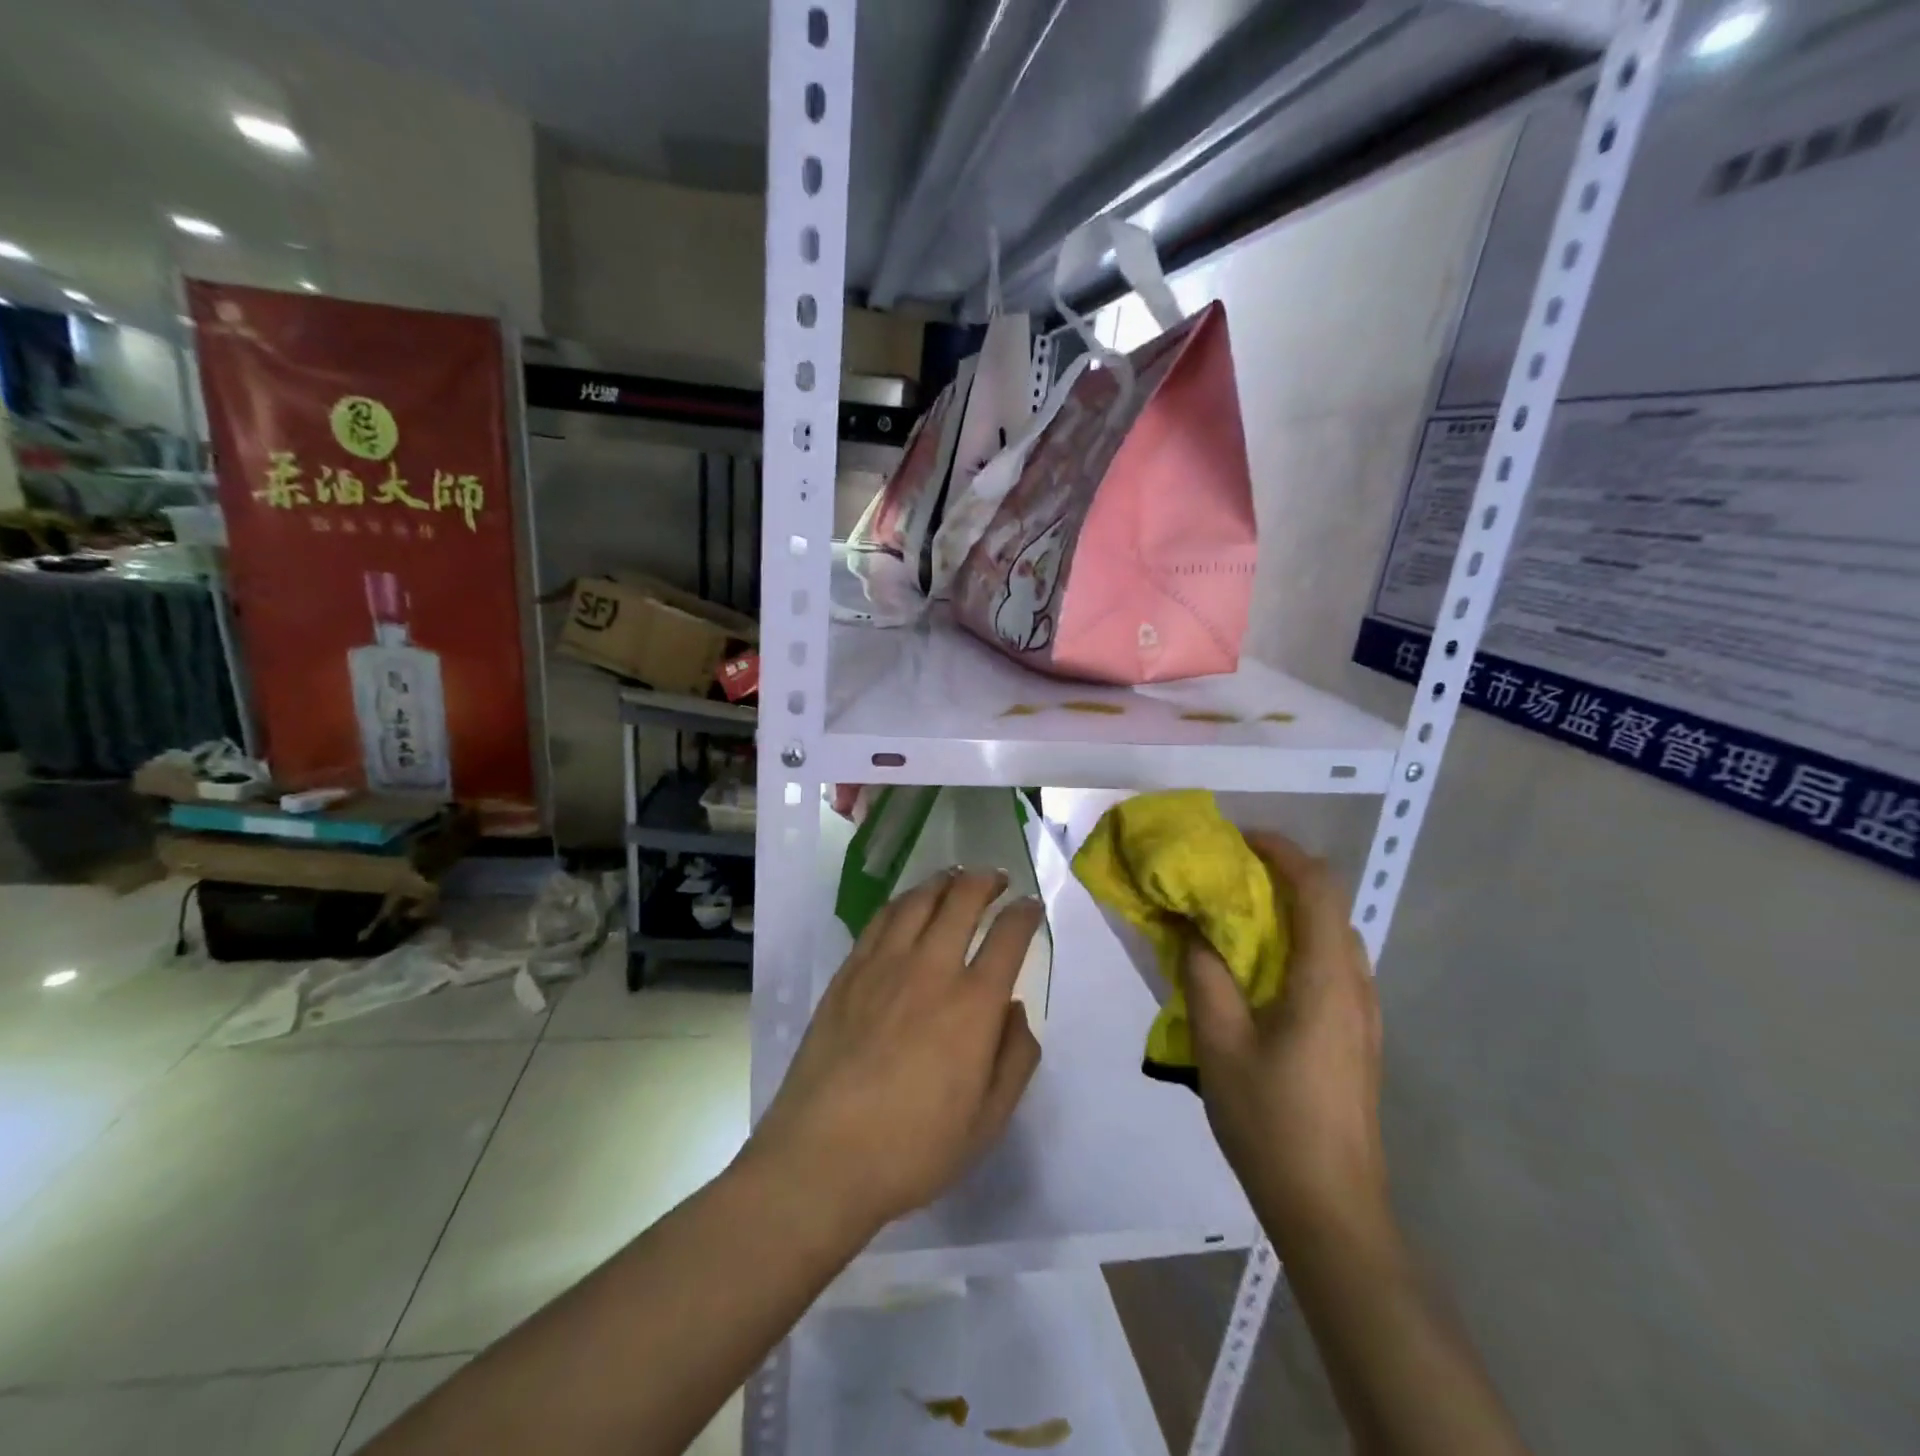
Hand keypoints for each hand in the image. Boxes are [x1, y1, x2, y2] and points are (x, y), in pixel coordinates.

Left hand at [743, 869, 1043, 1238]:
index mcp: (973, 1005)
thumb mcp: (988, 1121)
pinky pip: (879, 920)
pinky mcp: (848, 973)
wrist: (823, 1156)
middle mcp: (930, 969)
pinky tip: (908, 905)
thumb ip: (1015, 1059)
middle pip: (962, 900)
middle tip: (998, 879)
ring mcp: (883, 966)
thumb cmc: (914, 1148)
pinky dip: (903, 901)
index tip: (1032, 906)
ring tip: (956, 877)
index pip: (1008, 936)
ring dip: (944, 881)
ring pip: (918, 900)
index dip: (1025, 913)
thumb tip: (1016, 1009)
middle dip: (986, 881)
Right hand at [1181, 832, 1386, 1246]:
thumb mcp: (1219, 1042)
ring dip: (1288, 913)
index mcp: (1326, 979)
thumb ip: (1204, 974)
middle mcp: (1355, 985)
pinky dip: (1296, 945)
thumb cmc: (1272, 1119)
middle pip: (1328, 906)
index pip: (1316, 887)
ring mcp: (1363, 1015)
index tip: (1237, 841)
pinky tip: (1258, 973)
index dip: (1281, 851)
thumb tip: (1192, 927)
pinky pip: (1330, 967)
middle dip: (1280, 877)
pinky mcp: (1358, 1038)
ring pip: (1331, 937)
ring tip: (1236, 919)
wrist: (1331, 1208)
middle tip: (1226, 878)